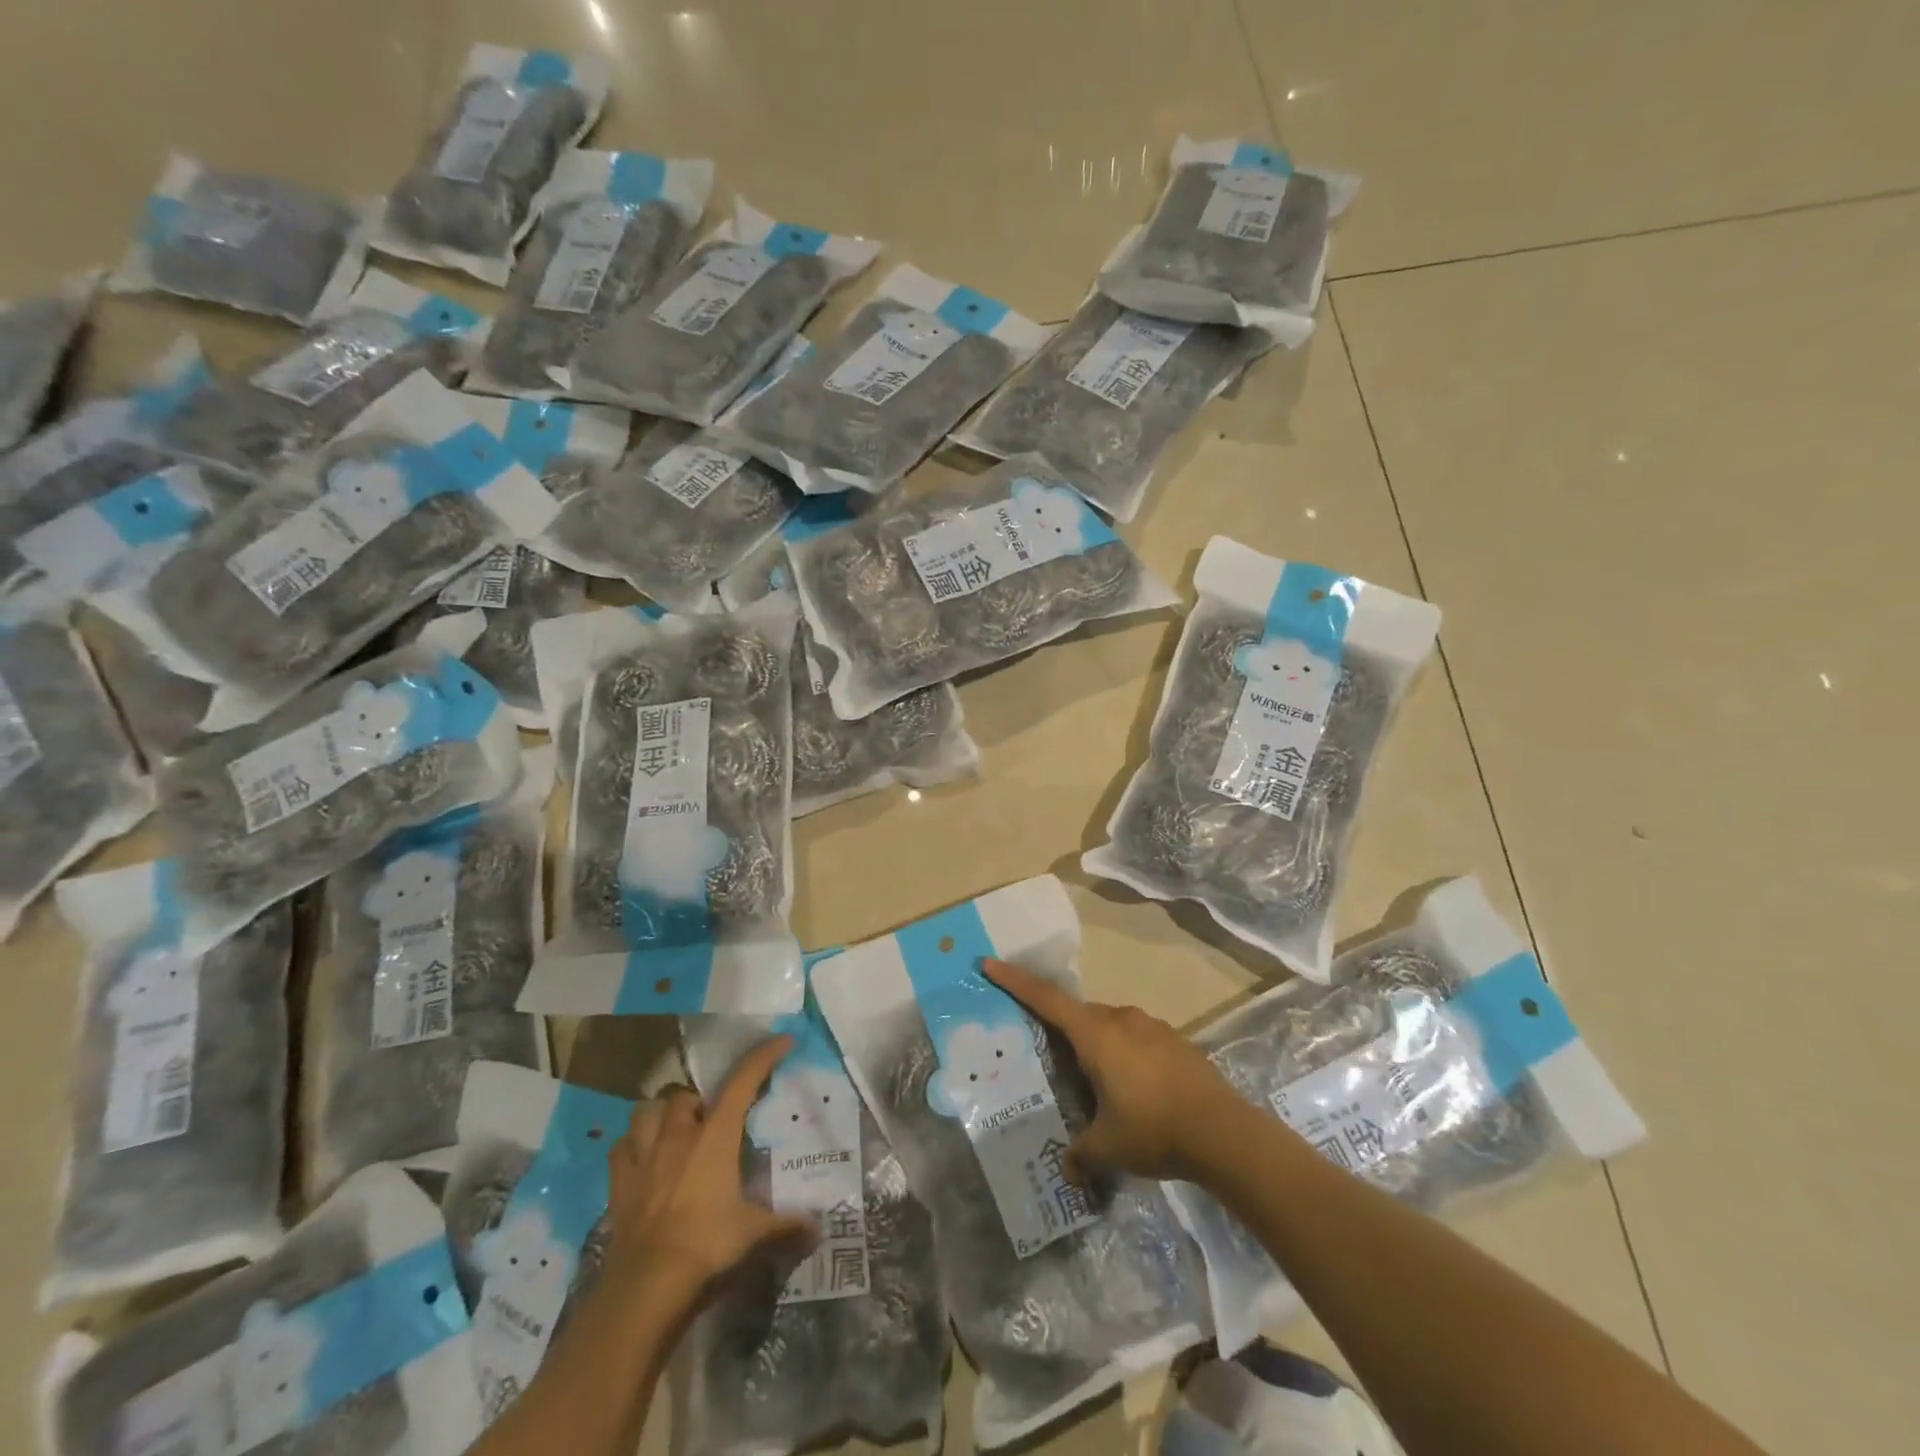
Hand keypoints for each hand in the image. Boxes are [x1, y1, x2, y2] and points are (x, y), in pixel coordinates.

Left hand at [602, 1036, 817, 1316]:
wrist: (646, 1285)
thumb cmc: (707, 1245)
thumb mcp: (754, 1233)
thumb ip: (786, 1225)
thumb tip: (818, 1229)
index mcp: (716, 1136)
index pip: (742, 1082)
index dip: (763, 1057)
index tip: (782, 1040)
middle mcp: (678, 1136)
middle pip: (684, 1095)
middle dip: (698, 1100)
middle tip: (711, 1118)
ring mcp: (644, 1157)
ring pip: (645, 1112)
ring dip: (660, 1114)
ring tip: (672, 1128)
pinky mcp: (619, 1183)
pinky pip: (620, 1148)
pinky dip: (631, 1145)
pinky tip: (641, 1156)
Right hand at [983, 958, 1244, 1182]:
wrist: (1224, 1132)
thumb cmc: (1154, 1130)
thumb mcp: (1108, 1148)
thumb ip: (1080, 1154)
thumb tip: (1067, 1171)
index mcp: (1095, 1035)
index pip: (1045, 999)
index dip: (1015, 981)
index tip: (989, 963)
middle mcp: (1120, 1019)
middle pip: (1078, 1015)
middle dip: (1060, 1030)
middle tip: (1049, 1056)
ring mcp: (1151, 1026)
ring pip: (1109, 1026)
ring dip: (1096, 1045)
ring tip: (1095, 1082)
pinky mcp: (1174, 1040)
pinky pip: (1135, 1037)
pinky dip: (1124, 1053)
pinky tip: (1134, 1088)